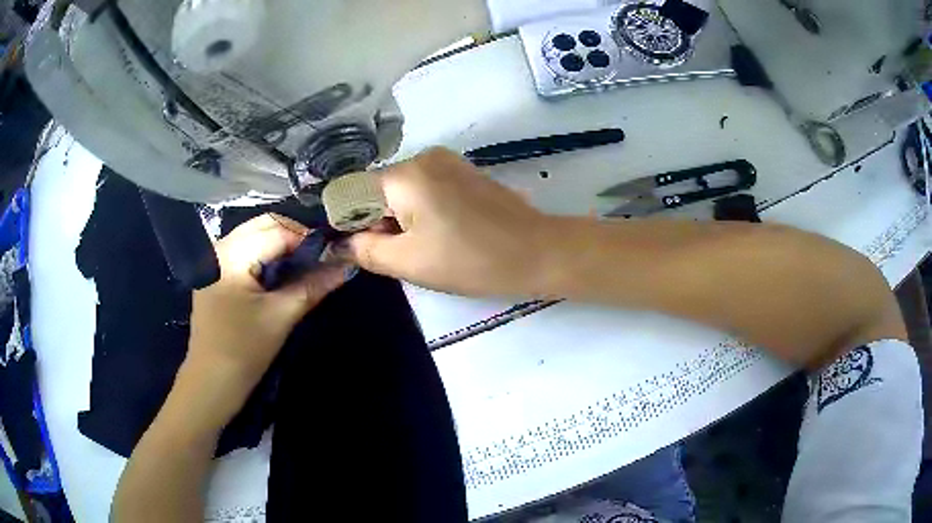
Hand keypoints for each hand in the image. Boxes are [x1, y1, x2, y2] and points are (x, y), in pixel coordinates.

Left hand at [182, 214, 348, 425]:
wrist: (212, 381)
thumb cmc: (245, 351)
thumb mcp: (281, 317)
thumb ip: (313, 286)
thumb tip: (346, 265)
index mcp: (231, 255)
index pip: (277, 232)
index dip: (308, 240)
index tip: (332, 253)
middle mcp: (219, 248)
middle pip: (263, 225)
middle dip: (293, 236)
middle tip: (317, 258)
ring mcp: (213, 260)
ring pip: (253, 235)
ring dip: (279, 245)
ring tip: (301, 266)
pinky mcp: (214, 274)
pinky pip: (243, 251)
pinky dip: (264, 255)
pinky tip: (278, 275)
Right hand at [345, 148, 550, 296]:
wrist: (538, 252)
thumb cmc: (471, 260)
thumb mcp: (409, 262)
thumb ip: (365, 249)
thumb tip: (339, 243)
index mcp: (404, 175)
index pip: (351, 193)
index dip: (349, 223)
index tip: (364, 249)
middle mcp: (422, 157)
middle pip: (377, 189)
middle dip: (377, 222)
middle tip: (401, 254)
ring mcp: (446, 160)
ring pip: (401, 189)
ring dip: (399, 218)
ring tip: (426, 246)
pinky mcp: (463, 170)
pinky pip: (424, 187)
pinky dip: (420, 210)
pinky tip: (442, 232)